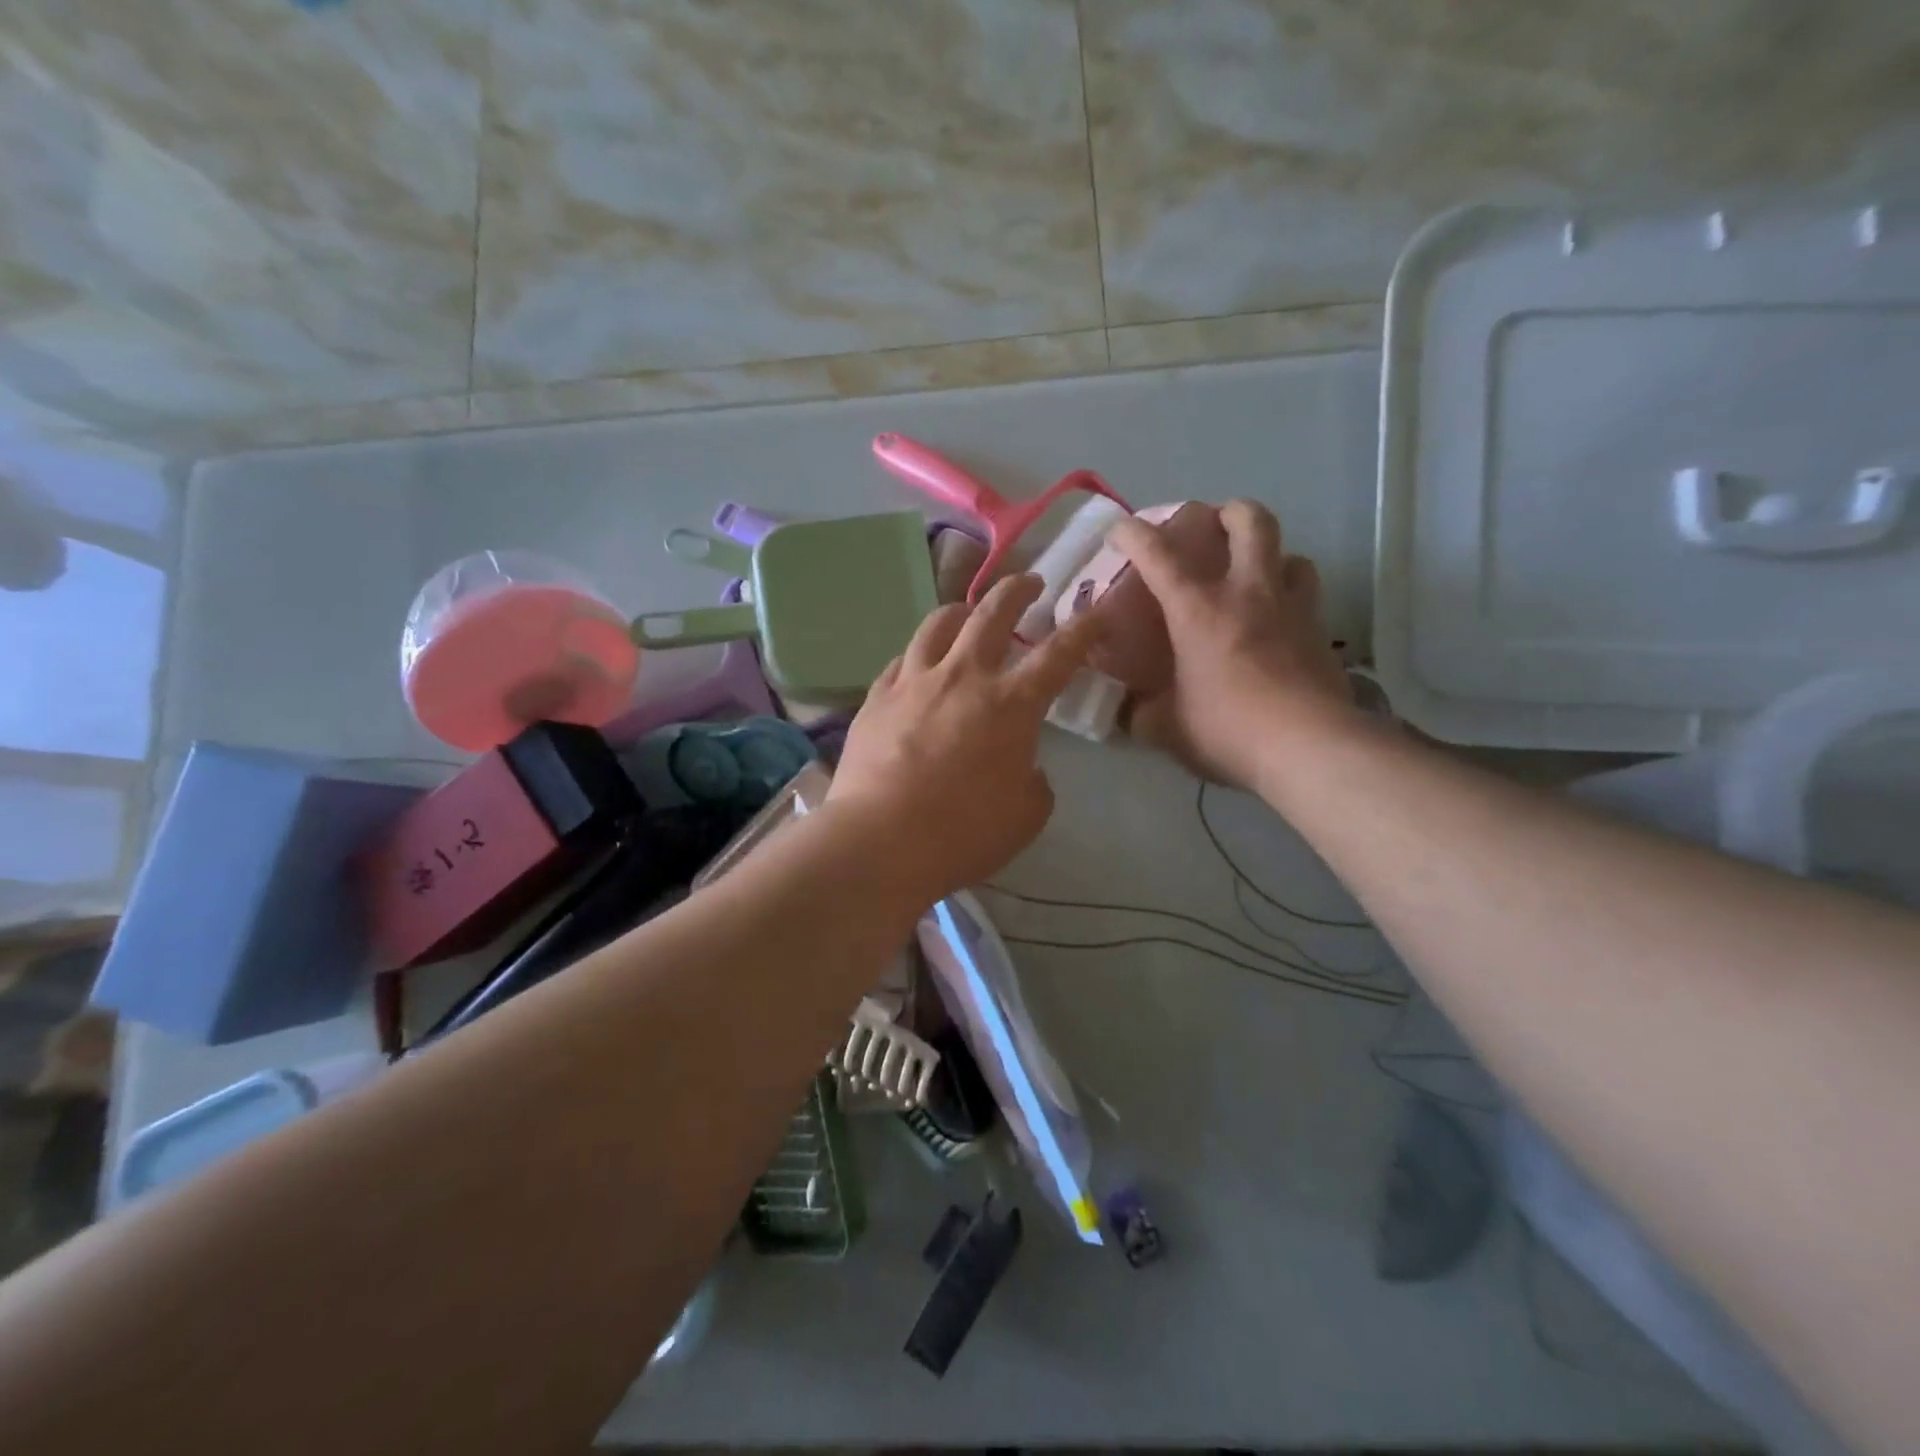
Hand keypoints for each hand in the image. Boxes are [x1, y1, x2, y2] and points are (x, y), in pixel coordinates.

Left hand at [828, 574, 1100, 902]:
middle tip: (1030, 582)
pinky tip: (920, 665)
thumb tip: (1023, 766)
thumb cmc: (963, 832)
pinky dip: (920, 655)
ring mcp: (914, 681)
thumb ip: (1034, 780)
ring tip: (967, 613)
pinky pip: (902, 660)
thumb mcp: (1026, 814)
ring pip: (938, 623)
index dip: (1084, 629)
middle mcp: (964, 676)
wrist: (881, 840)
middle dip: (1018, 589)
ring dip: (961, 610)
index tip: (1098, 612)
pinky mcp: (877, 697)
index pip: (1059, 653)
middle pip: (993, 612)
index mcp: (1011, 703)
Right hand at [1110, 499, 1353, 789]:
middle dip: (1228, 513)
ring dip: (1271, 556)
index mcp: (1198, 610)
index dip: (1133, 534)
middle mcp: (1248, 594)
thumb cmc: (1226, 729)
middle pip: (1250, 522)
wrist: (1307, 748)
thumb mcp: (1166, 728)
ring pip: (1291, 554)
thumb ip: (1140, 713)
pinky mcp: (1321, 634)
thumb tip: (1127, 710)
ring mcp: (1292, 609)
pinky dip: (1292, 598)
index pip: (1158, 555)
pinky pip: (1308, 597)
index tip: (1120, 532)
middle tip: (1213, 528)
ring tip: (1255, 577)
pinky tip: (1280, 624)